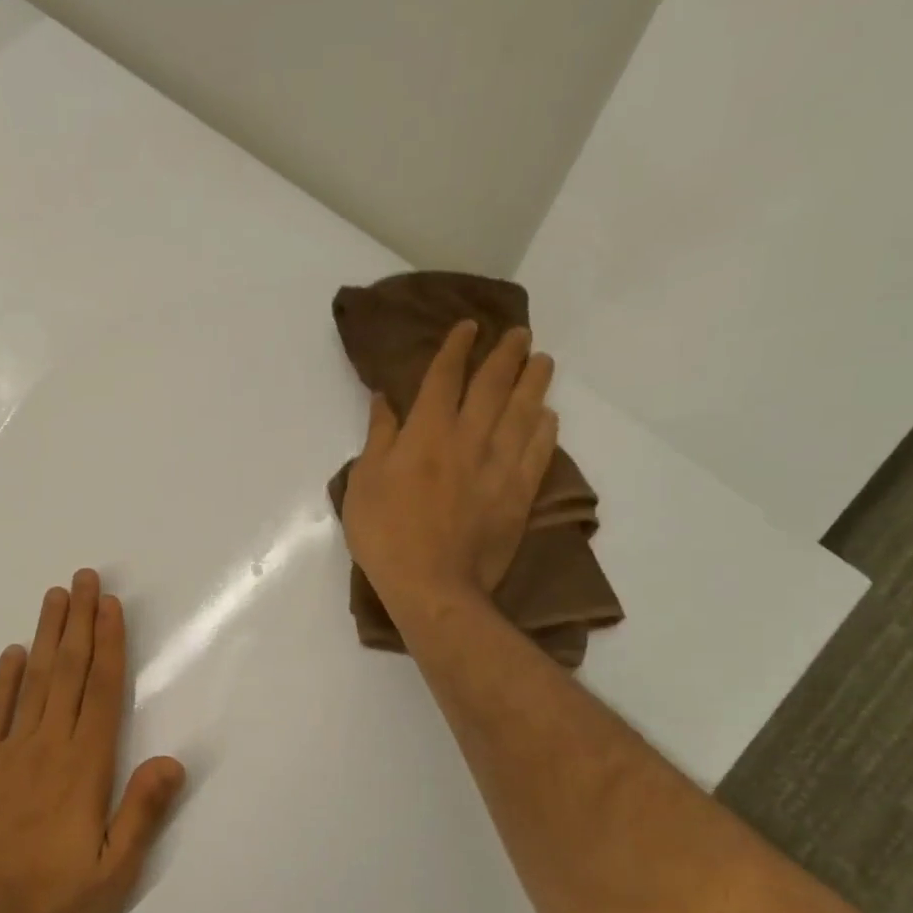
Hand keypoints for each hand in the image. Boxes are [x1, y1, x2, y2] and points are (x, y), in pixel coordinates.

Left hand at [0, 570, 186, 912]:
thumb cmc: (50, 903)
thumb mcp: (112, 872)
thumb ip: (142, 813)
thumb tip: (174, 760)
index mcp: (85, 767)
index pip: (103, 691)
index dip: (109, 644)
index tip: (110, 605)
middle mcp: (48, 747)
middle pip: (69, 672)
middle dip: (80, 622)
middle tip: (84, 577)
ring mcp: (8, 753)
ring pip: (34, 681)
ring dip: (47, 636)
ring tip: (55, 597)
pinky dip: (4, 680)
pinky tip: (12, 653)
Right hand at [341, 322, 557, 621]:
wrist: (432, 585)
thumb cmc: (385, 534)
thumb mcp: (364, 482)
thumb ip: (378, 437)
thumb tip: (384, 400)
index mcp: (426, 434)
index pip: (444, 378)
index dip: (456, 349)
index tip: (468, 327)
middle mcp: (468, 439)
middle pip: (493, 387)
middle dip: (505, 355)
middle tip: (519, 334)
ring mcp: (499, 466)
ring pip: (523, 412)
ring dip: (534, 383)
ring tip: (543, 361)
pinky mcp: (518, 494)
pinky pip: (539, 451)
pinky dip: (546, 429)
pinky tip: (549, 415)